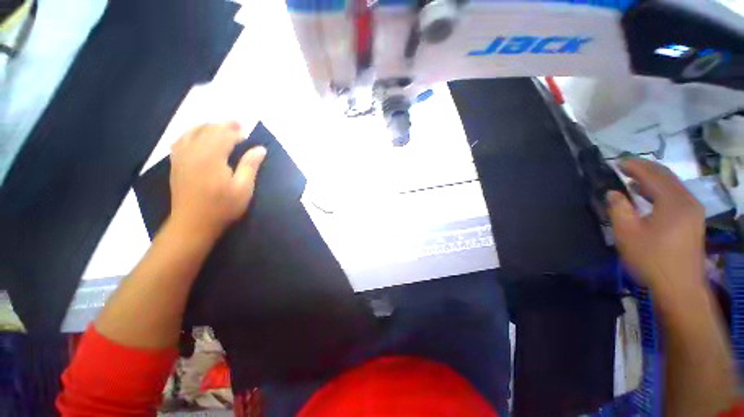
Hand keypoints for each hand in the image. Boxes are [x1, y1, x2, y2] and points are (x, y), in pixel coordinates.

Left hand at [169, 122, 265, 239]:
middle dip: (223, 125)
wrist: (193, 223)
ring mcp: (181, 157)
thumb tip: (260, 149)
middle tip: (238, 125)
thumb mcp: (243, 188)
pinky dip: (190, 133)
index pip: (223, 135)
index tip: (247, 135)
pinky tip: (197, 136)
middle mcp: (193, 152)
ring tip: (219, 127)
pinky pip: (180, 140)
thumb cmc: (222, 207)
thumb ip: (250, 166)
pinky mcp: (176, 163)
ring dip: (207, 126)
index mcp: (211, 157)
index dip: (236, 132)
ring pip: (192, 131)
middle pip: (208, 130)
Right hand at [606, 158, 704, 294]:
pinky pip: (676, 196)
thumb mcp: (627, 233)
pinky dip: (660, 190)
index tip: (617, 161)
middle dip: (645, 168)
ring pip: (672, 186)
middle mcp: (688, 201)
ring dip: (653, 179)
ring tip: (633, 178)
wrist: (679, 286)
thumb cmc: (651, 259)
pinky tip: (648, 195)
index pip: (653, 175)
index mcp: (673, 202)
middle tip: (625, 165)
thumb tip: (614, 193)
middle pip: (666, 176)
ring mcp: (693, 211)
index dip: (635, 166)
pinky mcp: (693, 220)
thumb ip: (619, 209)